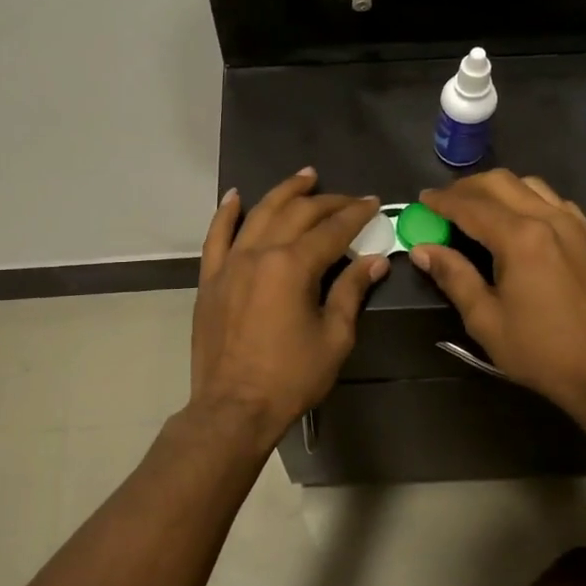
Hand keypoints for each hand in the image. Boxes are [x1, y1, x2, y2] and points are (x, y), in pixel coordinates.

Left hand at [189, 169, 387, 452]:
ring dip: (283, 192)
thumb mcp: (334, 337)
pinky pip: (216, 237)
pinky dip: (227, 214)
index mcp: (293, 266)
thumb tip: (375, 261)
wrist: (234, 408)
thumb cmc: (291, 377)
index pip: (331, 230)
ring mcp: (230, 264)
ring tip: (305, 177)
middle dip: (327, 202)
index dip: (356, 214)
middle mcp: (260, 254)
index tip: (373, 203)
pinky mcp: (211, 279)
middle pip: (297, 214)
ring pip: (259, 214)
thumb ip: (351, 291)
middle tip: (349, 198)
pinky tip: (236, 196)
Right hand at [410, 170, 585, 426]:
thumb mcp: (485, 320)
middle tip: (445, 202)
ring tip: (480, 209)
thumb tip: (423, 249)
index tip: (422, 200)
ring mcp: (578, 226)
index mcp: (521, 238)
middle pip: (501, 183)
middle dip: (467, 187)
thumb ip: (453, 276)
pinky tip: (522, 223)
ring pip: (532, 186)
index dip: (442, 200)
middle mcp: (550, 219)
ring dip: (500, 190)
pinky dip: (530, 201)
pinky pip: (557, 203)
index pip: (471, 206)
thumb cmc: (541, 352)